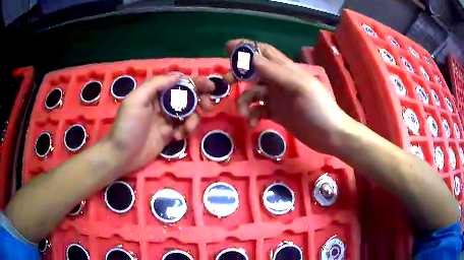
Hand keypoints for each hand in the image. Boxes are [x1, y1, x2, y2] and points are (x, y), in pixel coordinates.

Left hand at [107, 74, 213, 172]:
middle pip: (187, 97)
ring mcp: (166, 119)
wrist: (122, 155)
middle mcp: (162, 103)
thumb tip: (179, 75)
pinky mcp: (169, 134)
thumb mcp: (137, 99)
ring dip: (193, 119)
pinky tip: (177, 137)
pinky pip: (184, 128)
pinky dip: (185, 131)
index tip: (210, 86)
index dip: (195, 82)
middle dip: (200, 99)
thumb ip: (156, 84)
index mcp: (155, 92)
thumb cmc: (128, 126)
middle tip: (209, 106)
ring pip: (188, 113)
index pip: (178, 83)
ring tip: (187, 129)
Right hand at [225, 39, 351, 153]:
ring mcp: (278, 98)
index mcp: (285, 69)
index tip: (227, 48)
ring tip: (245, 113)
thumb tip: (249, 56)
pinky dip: (253, 114)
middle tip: (226, 82)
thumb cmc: (318, 108)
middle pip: (253, 71)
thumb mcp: (298, 86)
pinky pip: (259, 110)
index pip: (263, 52)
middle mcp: (279, 81)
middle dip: (239, 74)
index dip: (246, 47)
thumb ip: (274, 71)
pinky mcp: (277, 113)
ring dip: (245, 100)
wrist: (330, 135)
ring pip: (253, 93)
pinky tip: (254, 123)